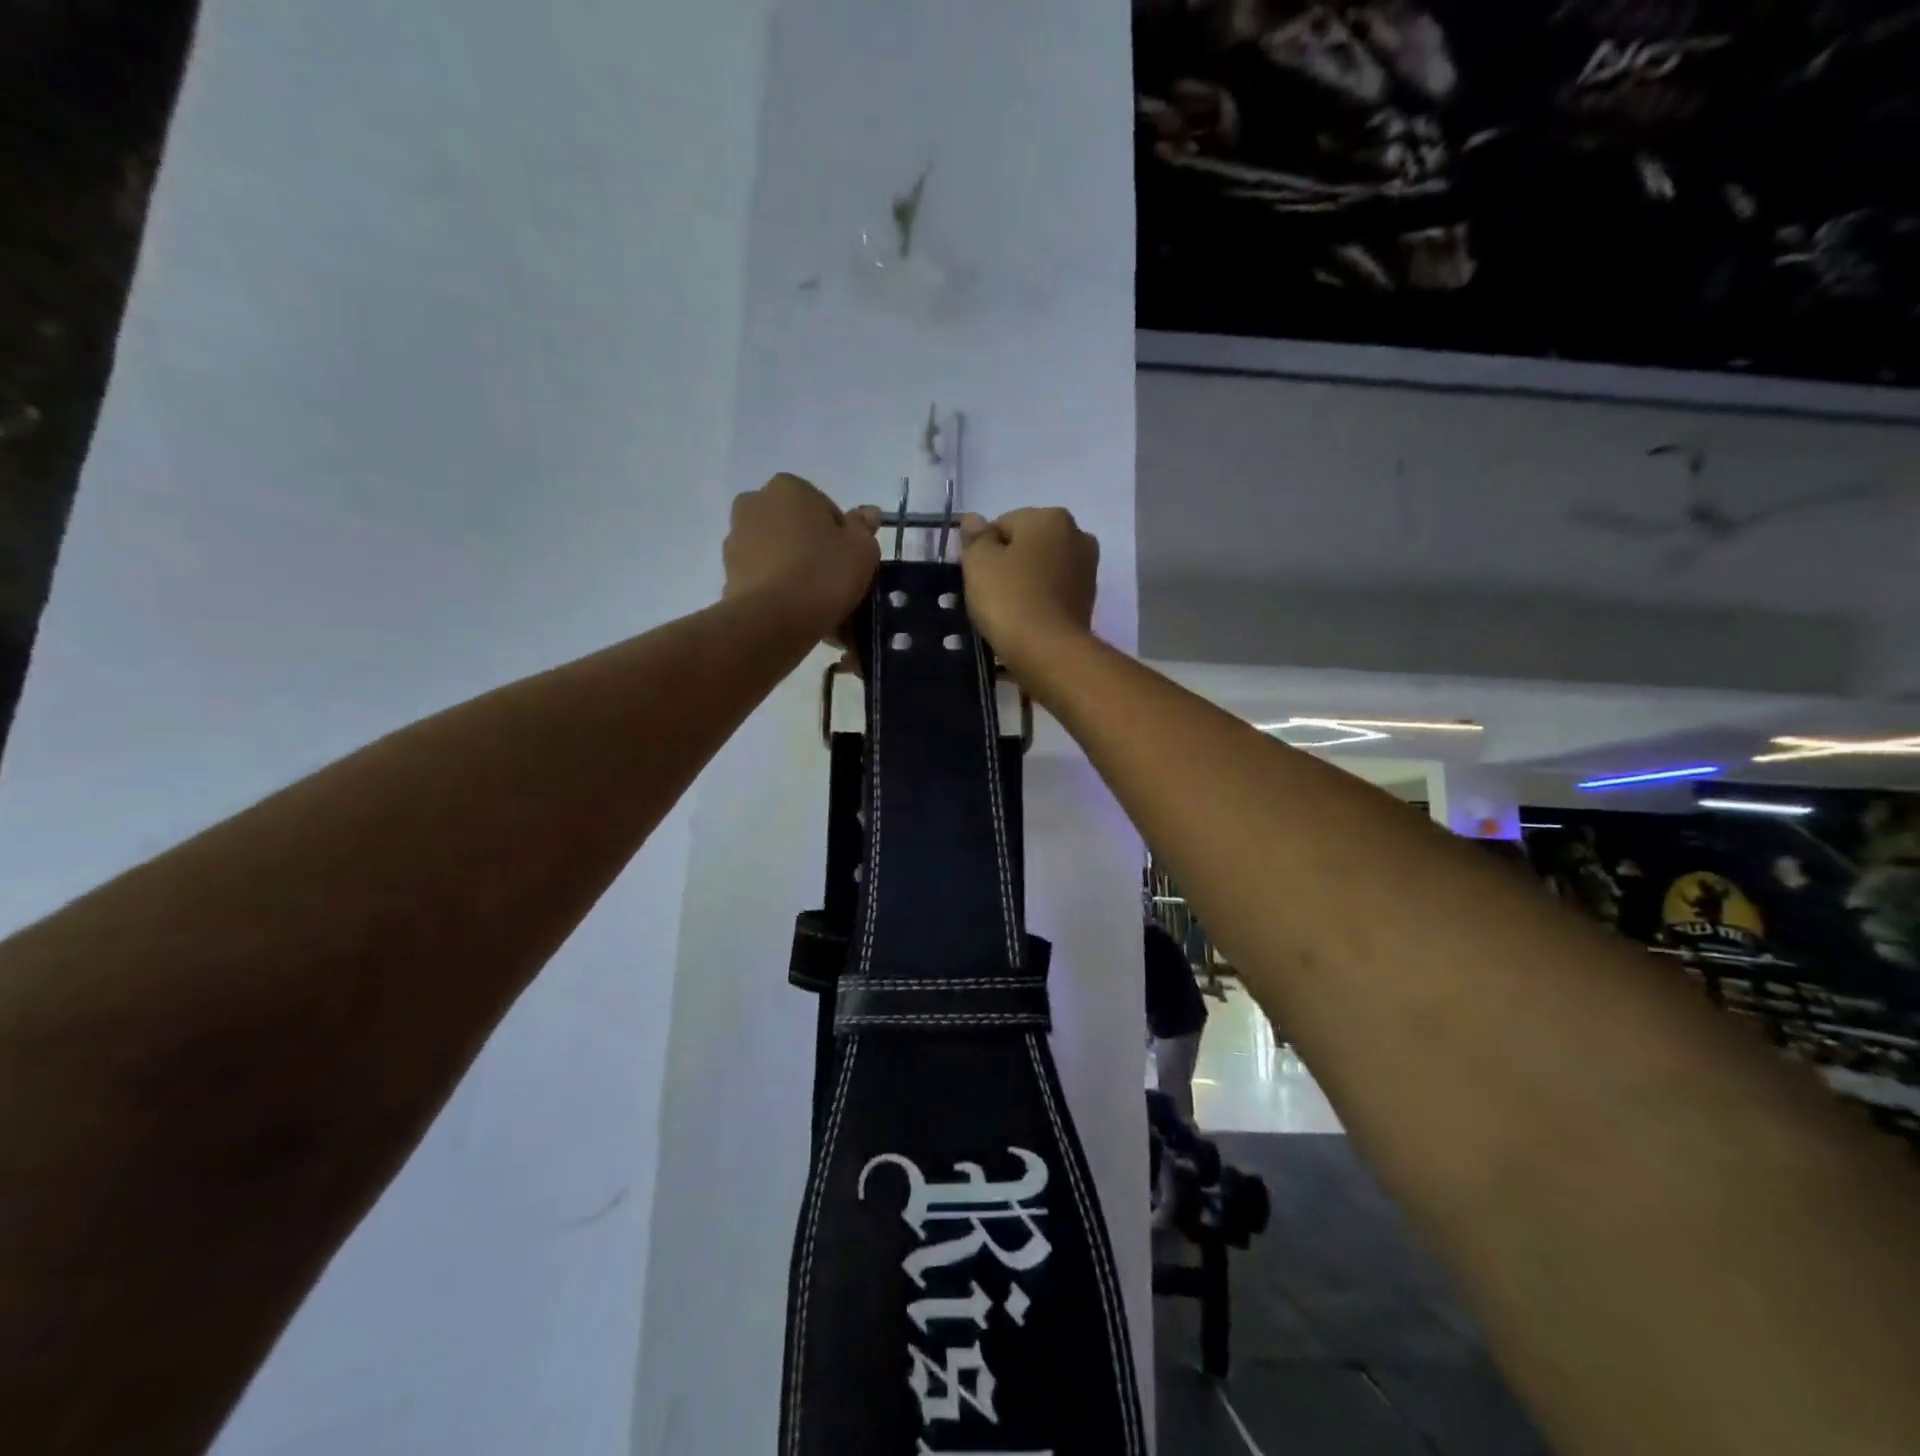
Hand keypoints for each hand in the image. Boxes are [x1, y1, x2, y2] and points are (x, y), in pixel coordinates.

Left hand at [723, 474, 880, 634]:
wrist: (773, 620)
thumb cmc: (823, 573)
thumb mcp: (862, 549)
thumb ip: (863, 527)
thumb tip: (867, 513)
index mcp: (788, 487)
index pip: (823, 506)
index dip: (840, 535)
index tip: (849, 561)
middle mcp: (754, 503)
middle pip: (795, 527)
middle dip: (812, 548)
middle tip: (832, 580)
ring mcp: (735, 539)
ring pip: (777, 552)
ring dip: (793, 569)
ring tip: (814, 602)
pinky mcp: (727, 574)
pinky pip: (763, 577)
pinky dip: (777, 589)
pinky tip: (795, 612)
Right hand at [959, 508, 1098, 675]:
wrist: (1049, 651)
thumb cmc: (1010, 599)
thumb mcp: (979, 563)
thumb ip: (975, 537)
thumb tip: (973, 518)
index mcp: (1051, 517)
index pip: (1003, 524)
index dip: (984, 550)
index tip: (977, 576)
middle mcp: (1077, 535)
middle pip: (1027, 544)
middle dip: (1008, 563)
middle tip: (990, 594)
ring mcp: (1087, 569)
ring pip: (1042, 569)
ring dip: (1025, 582)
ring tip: (1007, 611)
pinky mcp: (1089, 600)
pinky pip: (1053, 592)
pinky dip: (1039, 601)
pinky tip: (1026, 620)